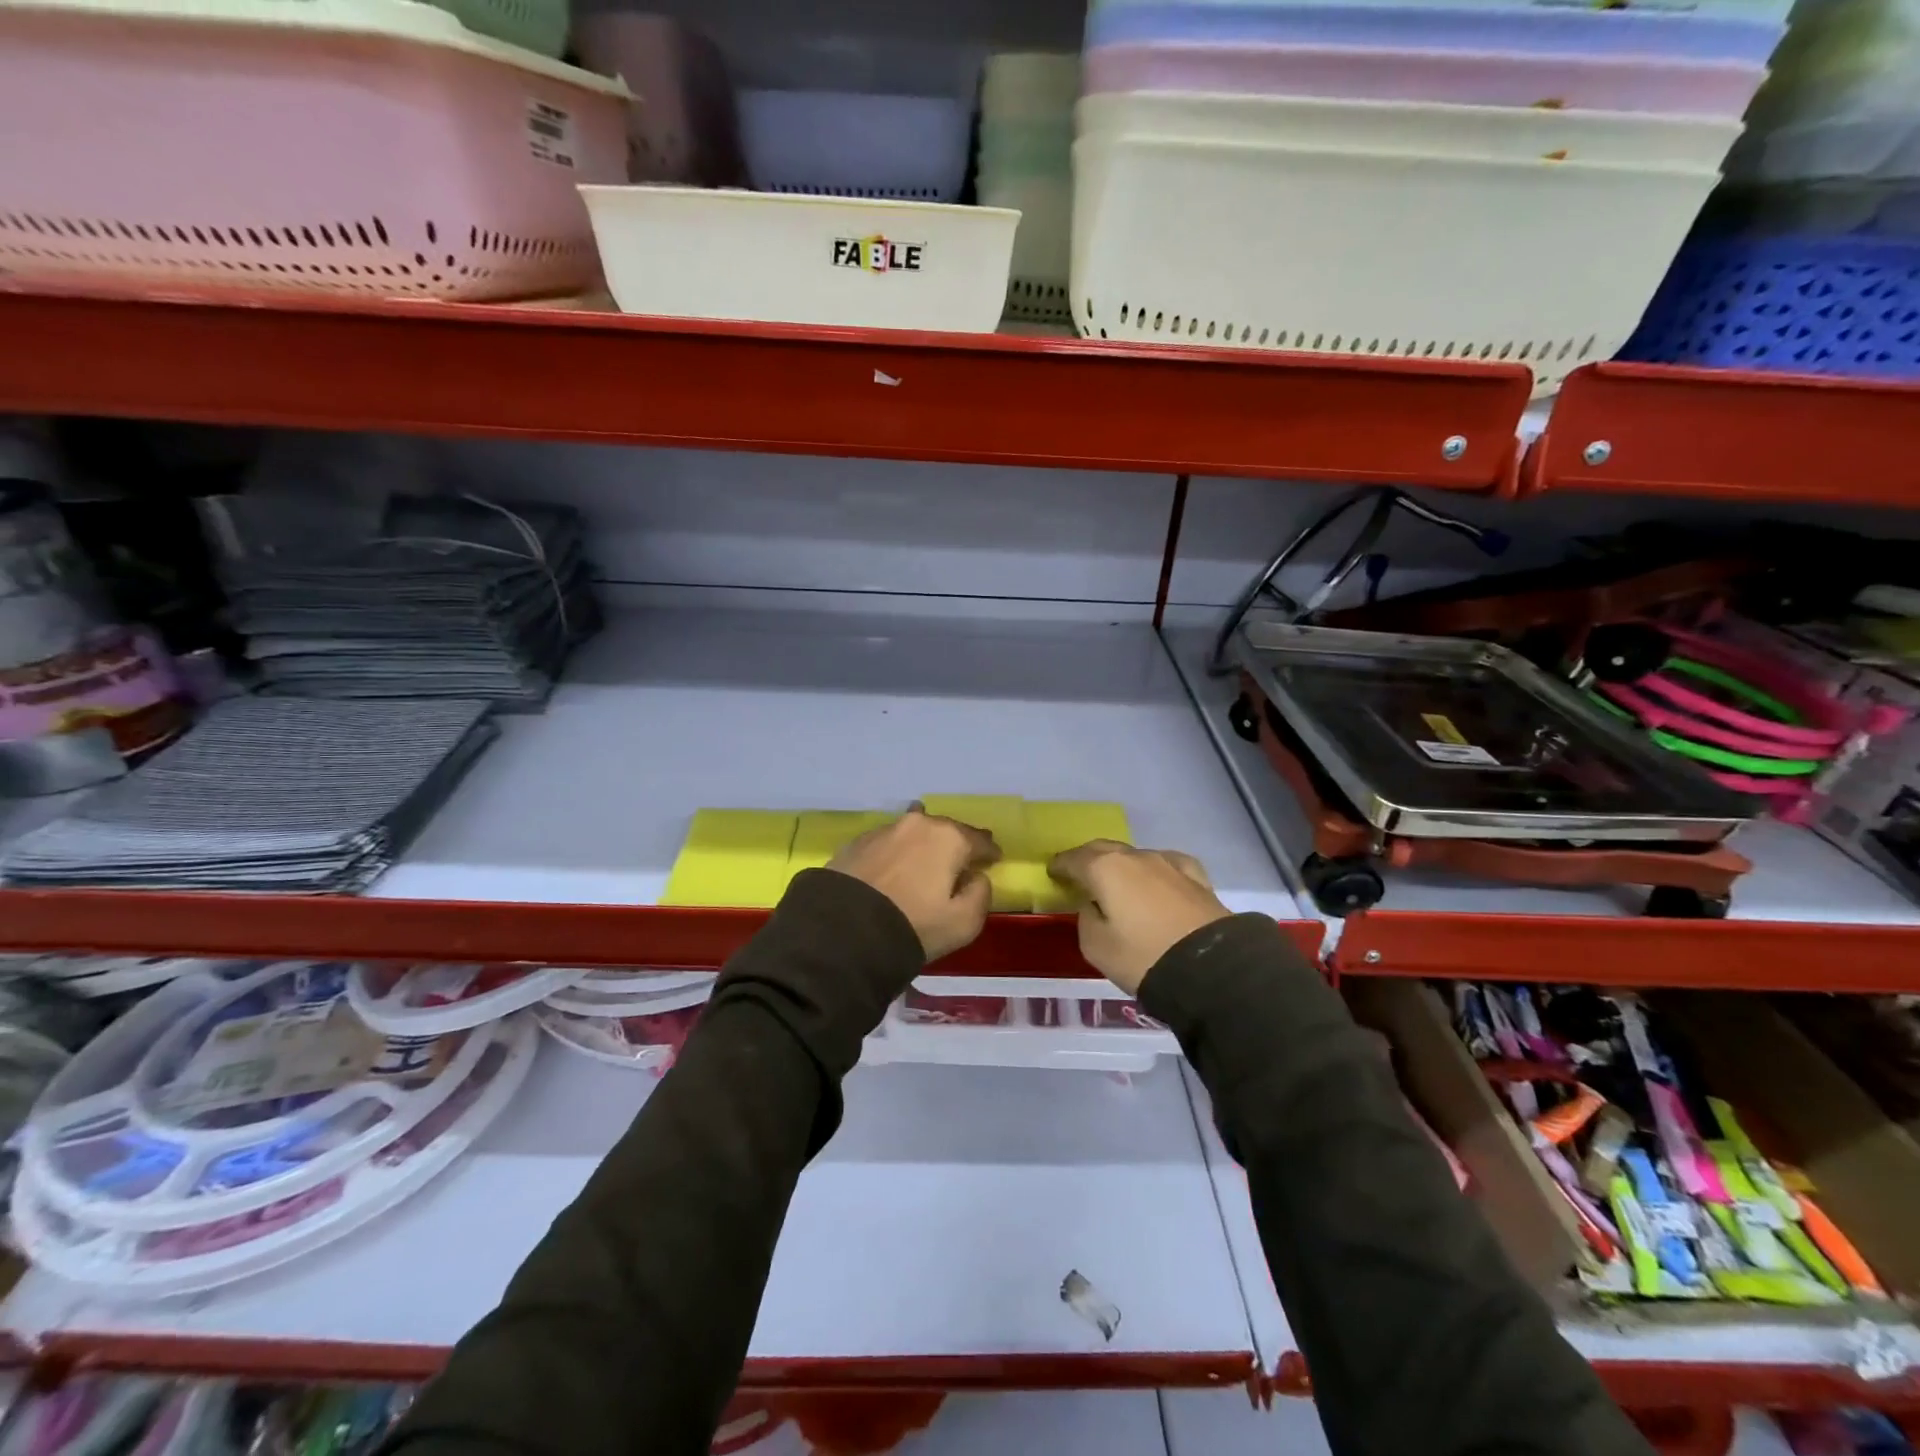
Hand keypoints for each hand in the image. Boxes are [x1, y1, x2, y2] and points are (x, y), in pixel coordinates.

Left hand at [828, 807, 1001, 961]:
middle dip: (956, 843)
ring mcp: (884, 830)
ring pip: (914, 832)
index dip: (989, 851)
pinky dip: (896, 853)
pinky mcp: (856, 843)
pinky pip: (887, 844)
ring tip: (924, 860)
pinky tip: (893, 868)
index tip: (993, 860)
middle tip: (960, 859)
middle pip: (946, 830)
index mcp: (949, 838)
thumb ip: (981, 894)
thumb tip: (976, 877)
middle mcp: (917, 824)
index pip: (979, 840)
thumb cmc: (914, 926)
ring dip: (923, 845)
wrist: (844, 930)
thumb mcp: (964, 923)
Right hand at [1048, 840, 1231, 995]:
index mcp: (1105, 869)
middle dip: (1088, 858)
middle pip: (1105, 849)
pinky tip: (1158, 880)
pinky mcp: (1196, 878)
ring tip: (1118, 883)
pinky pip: (1168, 865)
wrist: (1210, 968)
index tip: (1052, 871)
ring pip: (1136, 856)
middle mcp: (1136, 857)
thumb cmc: (1143, 957)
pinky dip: (1155, 871)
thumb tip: (1094, 905)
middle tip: (1079, 874)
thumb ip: (1086, 918)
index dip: (1060, 865)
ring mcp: (1169, 864)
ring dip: (1122, 865)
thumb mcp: (1096, 946)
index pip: (1074, 859)